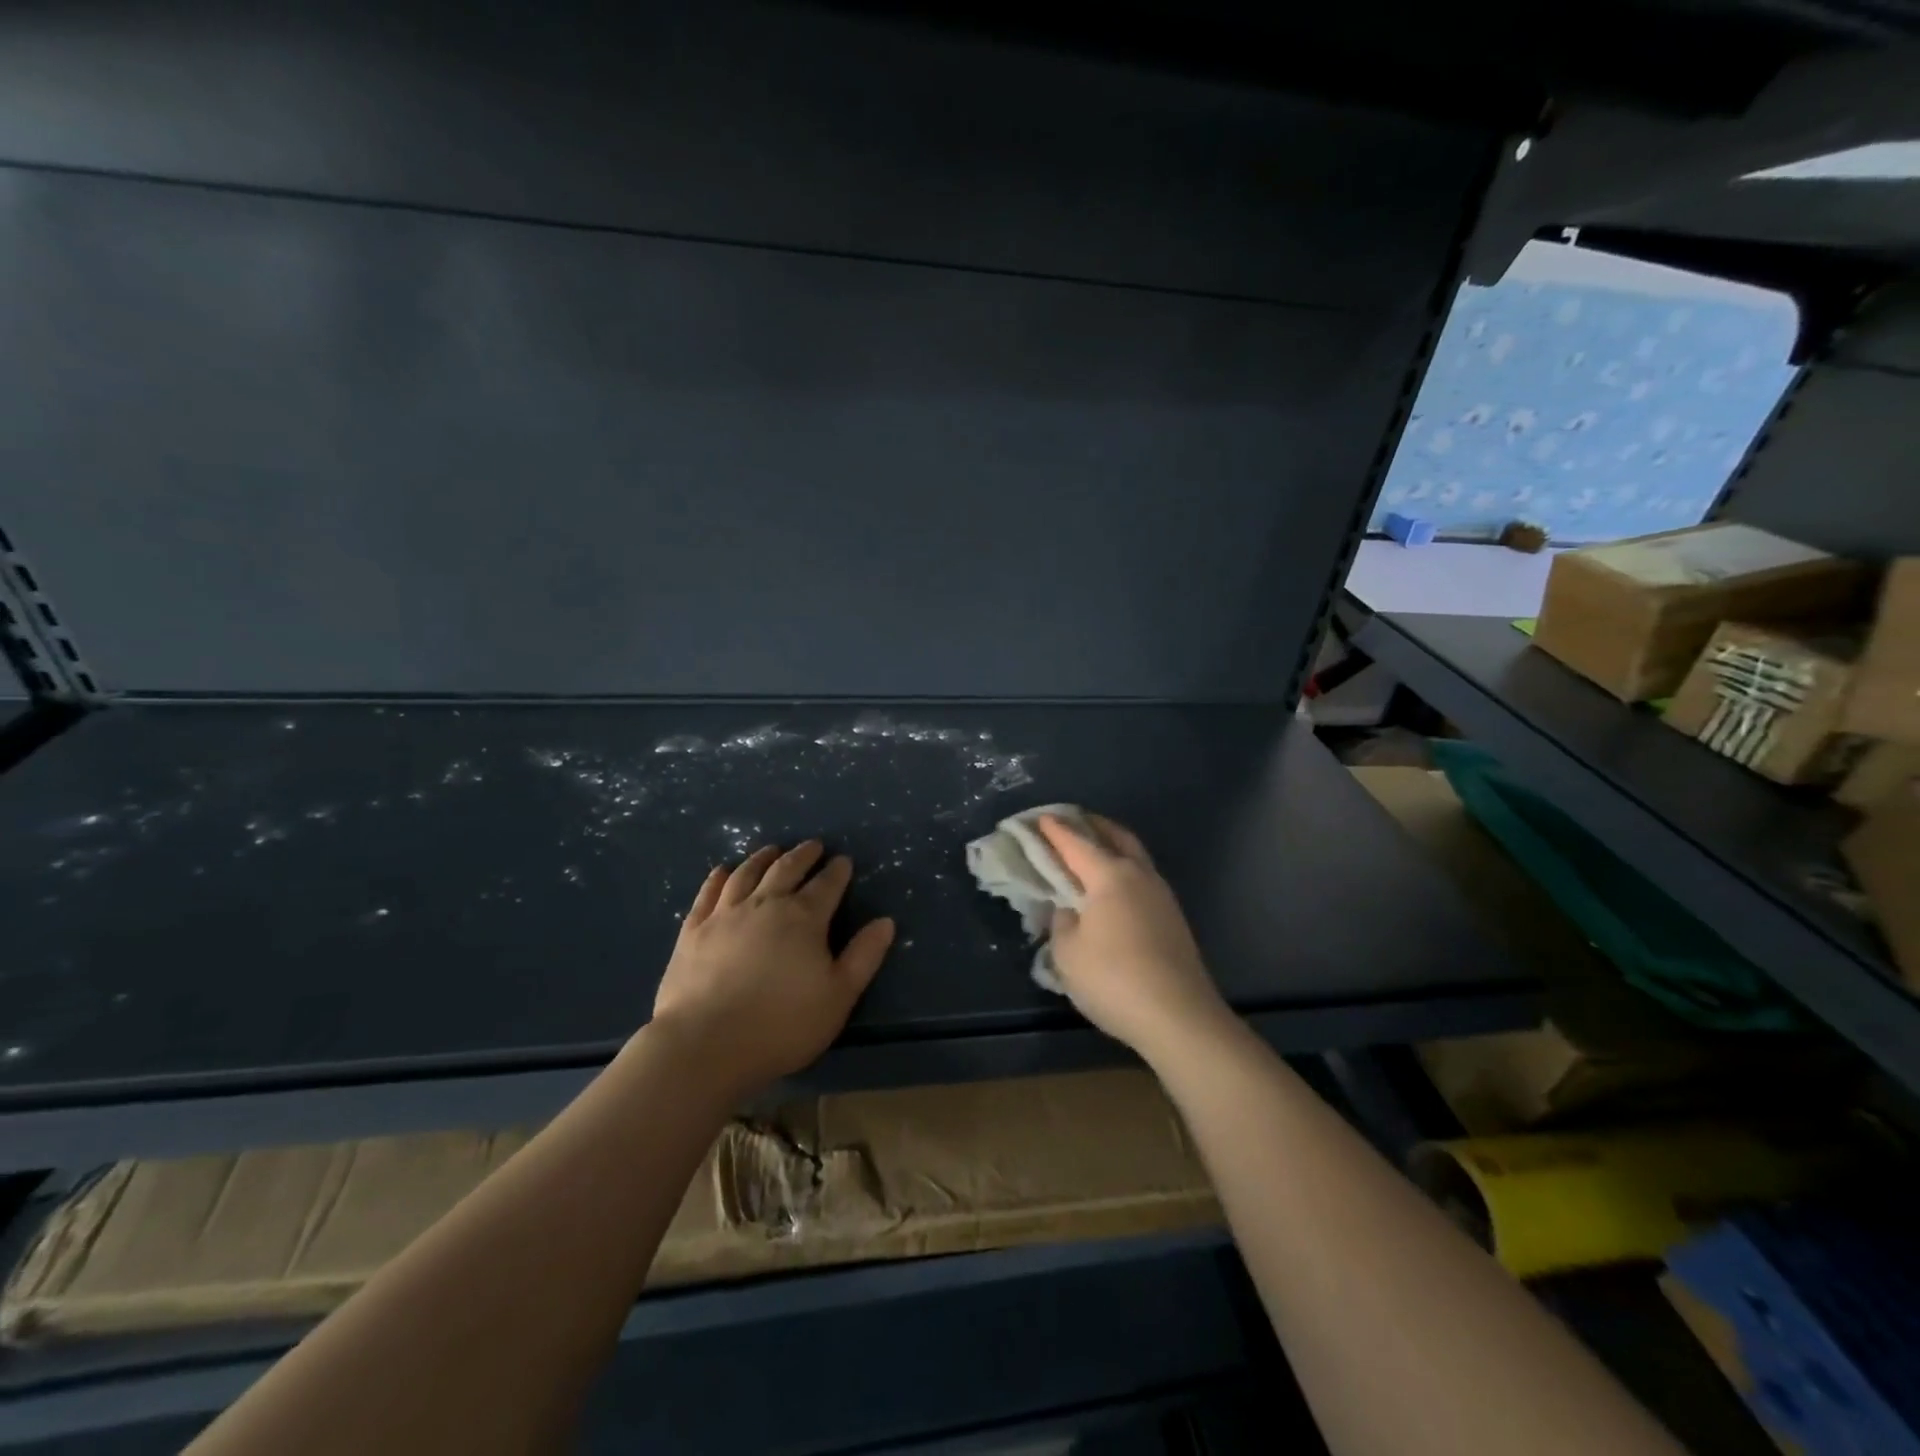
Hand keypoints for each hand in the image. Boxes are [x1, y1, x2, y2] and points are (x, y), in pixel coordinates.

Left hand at [648, 842, 893, 1094]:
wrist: (705, 1044)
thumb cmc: (782, 1025)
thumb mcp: (838, 996)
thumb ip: (864, 956)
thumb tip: (886, 922)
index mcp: (804, 918)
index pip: (826, 885)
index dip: (837, 871)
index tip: (844, 860)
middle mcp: (765, 904)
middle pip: (787, 869)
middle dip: (803, 855)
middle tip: (813, 845)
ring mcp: (725, 914)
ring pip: (747, 874)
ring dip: (762, 858)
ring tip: (772, 850)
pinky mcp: (693, 930)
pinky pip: (707, 893)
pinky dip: (718, 878)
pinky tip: (722, 872)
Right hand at [1035, 815, 1231, 1061]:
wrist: (1179, 1016)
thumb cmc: (1114, 979)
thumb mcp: (1067, 953)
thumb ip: (1061, 922)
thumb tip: (1068, 909)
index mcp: (1109, 875)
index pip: (1075, 843)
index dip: (1054, 830)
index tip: (1039, 819)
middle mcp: (1138, 875)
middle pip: (1114, 836)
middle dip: (1091, 825)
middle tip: (1069, 822)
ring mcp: (1161, 895)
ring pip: (1133, 855)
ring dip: (1111, 845)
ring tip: (1090, 851)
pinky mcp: (1172, 917)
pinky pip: (1142, 877)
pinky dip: (1123, 869)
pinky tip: (1112, 887)